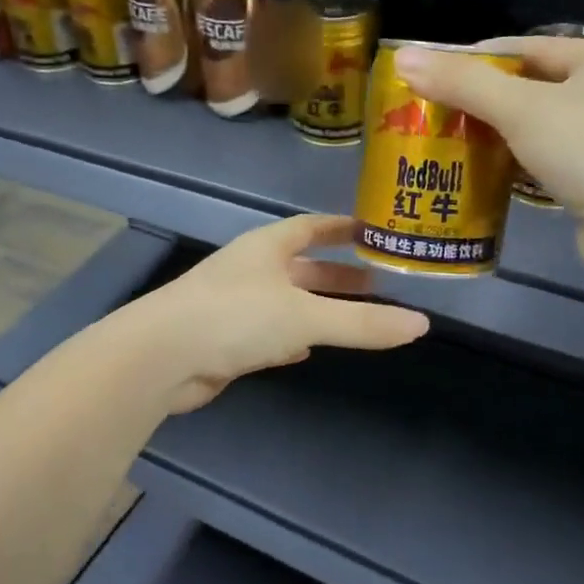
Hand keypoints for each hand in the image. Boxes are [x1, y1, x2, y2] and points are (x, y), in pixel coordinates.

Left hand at [113, 215, 429, 412]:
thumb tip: (422, 325)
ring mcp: (234, 305)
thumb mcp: (306, 317)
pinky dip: (290, 336)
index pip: (311, 227)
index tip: (372, 230)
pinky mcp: (224, 340)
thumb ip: (362, 323)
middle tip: (376, 283)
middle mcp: (250, 269)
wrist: (161, 357)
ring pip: (286, 300)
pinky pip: (267, 332)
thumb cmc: (235, 317)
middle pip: (301, 266)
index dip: (341, 227)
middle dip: (336, 274)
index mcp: (266, 247)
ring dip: (317, 306)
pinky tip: (306, 349)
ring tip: (354, 315)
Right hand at [392, 37, 583, 278]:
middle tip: (434, 115)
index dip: (477, 59)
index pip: (527, 47)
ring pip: (540, 128)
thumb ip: (463, 83)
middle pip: (533, 87)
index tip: (431, 76)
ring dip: (498, 137)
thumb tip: (403, 56)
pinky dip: (518, 166)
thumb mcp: (522, 109)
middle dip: (482, 102)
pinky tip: (486, 175)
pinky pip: (550, 162)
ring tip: (449, 145)